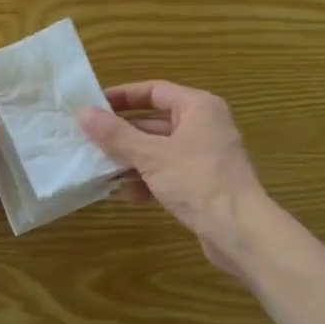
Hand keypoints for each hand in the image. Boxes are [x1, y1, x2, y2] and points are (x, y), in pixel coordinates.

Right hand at [79, 81, 270, 278]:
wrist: (241, 233)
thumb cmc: (197, 182)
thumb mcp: (151, 156)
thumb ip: (116, 134)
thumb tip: (83, 113)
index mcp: (198, 107)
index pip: (154, 90)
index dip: (122, 96)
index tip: (93, 105)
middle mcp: (205, 125)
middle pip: (155, 121)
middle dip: (123, 133)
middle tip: (90, 139)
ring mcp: (206, 156)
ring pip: (160, 150)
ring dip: (132, 159)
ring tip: (102, 169)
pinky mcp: (204, 183)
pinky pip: (169, 172)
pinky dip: (149, 179)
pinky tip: (128, 195)